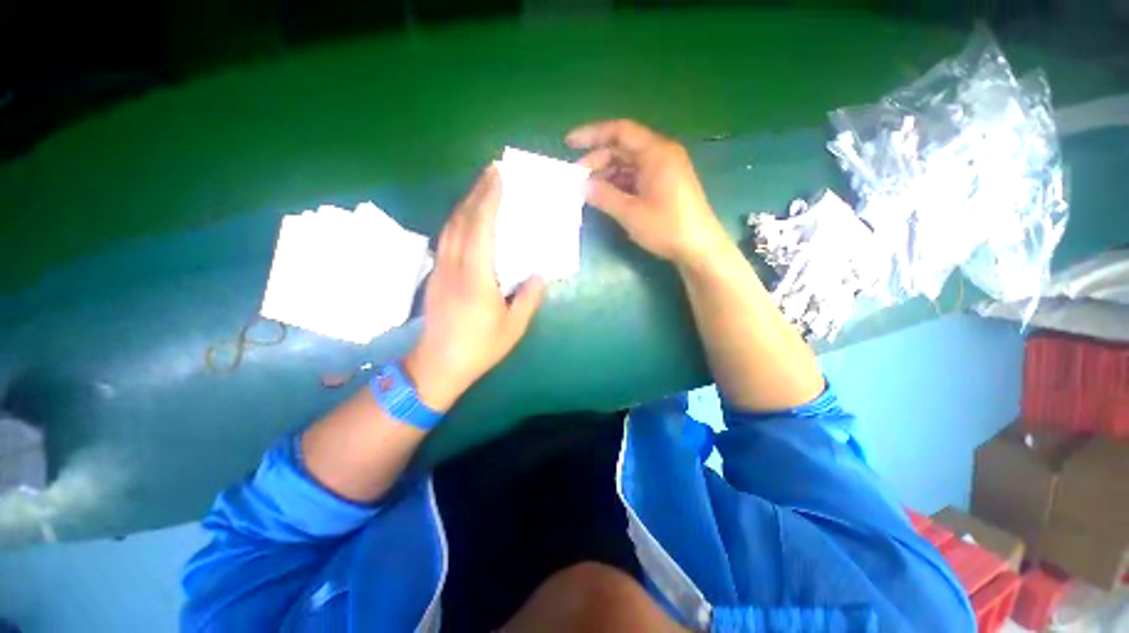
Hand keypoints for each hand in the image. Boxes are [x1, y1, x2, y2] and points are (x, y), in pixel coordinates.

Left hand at [404, 166, 545, 411]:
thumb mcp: (513, 327)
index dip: (490, 200)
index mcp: (477, 278)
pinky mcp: (435, 275)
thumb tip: (539, 276)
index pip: (482, 228)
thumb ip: (528, 298)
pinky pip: (446, 238)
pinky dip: (457, 220)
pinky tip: (466, 218)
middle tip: (492, 172)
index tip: (499, 177)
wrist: (436, 366)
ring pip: (451, 226)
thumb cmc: (479, 348)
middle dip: (478, 192)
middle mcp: (455, 266)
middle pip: (463, 220)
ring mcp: (440, 269)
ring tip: (481, 188)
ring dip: (466, 203)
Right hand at [567, 119, 727, 267]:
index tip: (569, 143)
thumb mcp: (631, 213)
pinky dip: (620, 184)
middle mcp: (661, 154)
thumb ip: (604, 196)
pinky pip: (637, 176)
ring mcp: (664, 170)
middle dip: (597, 160)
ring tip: (588, 190)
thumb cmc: (666, 227)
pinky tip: (606, 196)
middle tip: (577, 178)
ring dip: (607, 174)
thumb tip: (581, 185)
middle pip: (623, 148)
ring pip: (629, 164)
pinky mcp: (665, 184)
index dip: (592, 134)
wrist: (698, 248)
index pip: (620, 131)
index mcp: (656, 152)